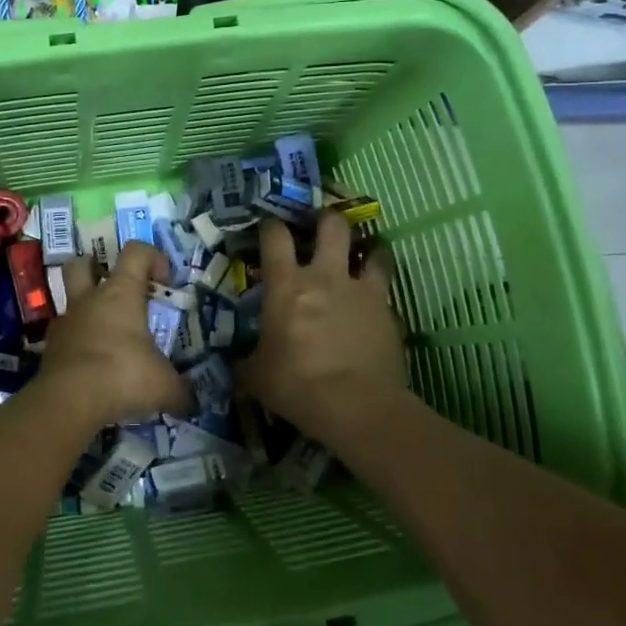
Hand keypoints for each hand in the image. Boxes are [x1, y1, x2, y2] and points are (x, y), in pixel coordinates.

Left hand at [33, 243, 189, 426]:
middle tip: (114, 289)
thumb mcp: (164, 386)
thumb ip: (181, 391)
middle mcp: (89, 300)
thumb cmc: (123, 375)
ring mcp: (66, 322)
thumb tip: (192, 403)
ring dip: (85, 311)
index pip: (135, 252)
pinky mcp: (50, 349)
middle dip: (95, 269)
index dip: (152, 257)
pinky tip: (91, 365)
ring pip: (69, 301)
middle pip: (82, 264)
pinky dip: (76, 344)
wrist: (69, 401)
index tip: (165, 281)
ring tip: (105, 335)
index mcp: (121, 293)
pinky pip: (64, 337)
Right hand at [237, 214, 409, 446]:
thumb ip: (246, 363)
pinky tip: (376, 303)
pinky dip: (381, 290)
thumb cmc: (296, 385)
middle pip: (332, 225)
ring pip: (374, 251)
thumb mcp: (257, 377)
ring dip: (369, 249)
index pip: (276, 236)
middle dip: (327, 219)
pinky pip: (387, 290)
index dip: (271, 226)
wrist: (356, 406)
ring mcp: (362, 291)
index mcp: (287, 285)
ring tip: (365, 254)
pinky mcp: (389, 312)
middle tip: (323, 228)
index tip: (269, 228)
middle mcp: (326, 276)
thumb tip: (235, 366)